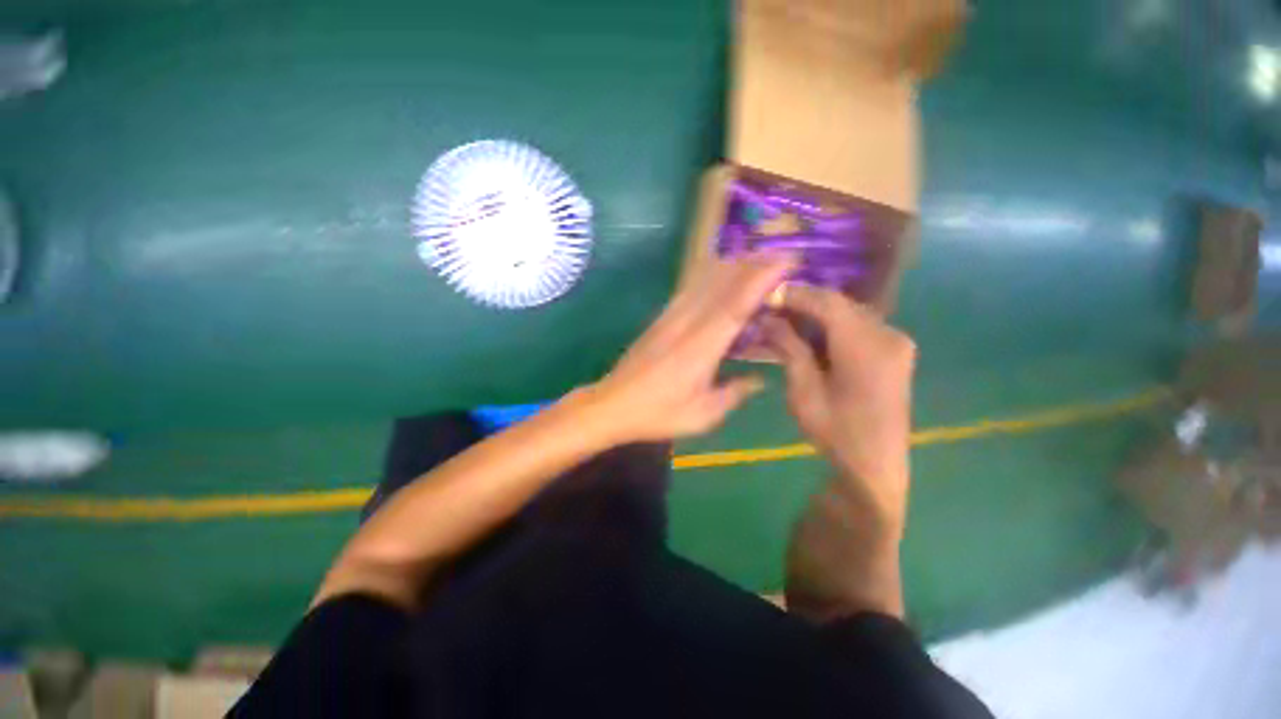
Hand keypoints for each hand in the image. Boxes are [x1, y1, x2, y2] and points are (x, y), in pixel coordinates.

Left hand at [589, 253, 796, 442]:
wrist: (613, 403)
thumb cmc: (658, 413)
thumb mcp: (702, 414)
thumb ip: (734, 394)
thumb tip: (760, 381)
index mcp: (701, 347)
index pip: (735, 304)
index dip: (762, 279)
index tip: (787, 261)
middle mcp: (686, 323)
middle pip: (722, 282)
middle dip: (754, 263)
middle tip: (783, 255)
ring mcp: (671, 316)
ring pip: (704, 279)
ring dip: (734, 264)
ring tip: (759, 258)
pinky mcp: (661, 317)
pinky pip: (690, 287)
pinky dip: (711, 274)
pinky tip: (722, 272)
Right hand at [763, 286, 915, 535]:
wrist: (875, 466)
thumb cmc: (836, 432)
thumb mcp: (804, 391)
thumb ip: (790, 349)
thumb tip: (770, 319)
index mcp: (867, 347)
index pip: (828, 303)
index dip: (797, 294)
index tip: (769, 295)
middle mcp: (889, 336)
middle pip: (841, 305)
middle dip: (806, 303)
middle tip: (774, 310)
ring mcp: (897, 343)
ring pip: (850, 314)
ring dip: (818, 315)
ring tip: (788, 322)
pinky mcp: (896, 353)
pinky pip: (860, 327)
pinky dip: (834, 327)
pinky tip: (813, 336)